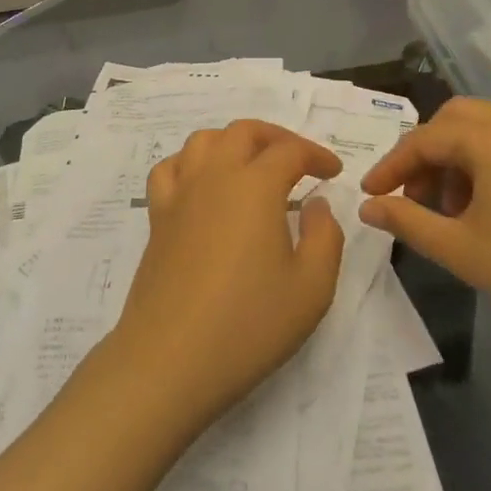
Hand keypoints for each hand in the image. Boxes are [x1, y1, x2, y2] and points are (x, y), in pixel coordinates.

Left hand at [108, 120, 344, 431]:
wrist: (171, 358)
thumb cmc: (249, 324)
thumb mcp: (312, 288)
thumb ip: (325, 237)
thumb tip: (316, 205)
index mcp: (255, 185)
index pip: (290, 151)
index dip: (316, 155)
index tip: (333, 173)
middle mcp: (214, 176)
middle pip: (244, 131)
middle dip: (276, 137)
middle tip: (299, 160)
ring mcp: (180, 194)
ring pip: (204, 140)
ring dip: (233, 142)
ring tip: (252, 165)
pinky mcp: (157, 217)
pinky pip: (170, 168)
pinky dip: (191, 162)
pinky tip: (202, 184)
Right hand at [359, 97, 490, 366]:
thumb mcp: (459, 248)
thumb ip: (406, 221)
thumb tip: (368, 208)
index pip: (425, 140)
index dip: (392, 166)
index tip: (369, 194)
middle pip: (455, 119)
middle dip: (426, 151)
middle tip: (411, 194)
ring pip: (485, 130)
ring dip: (456, 157)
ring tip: (448, 209)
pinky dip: (487, 163)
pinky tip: (485, 209)